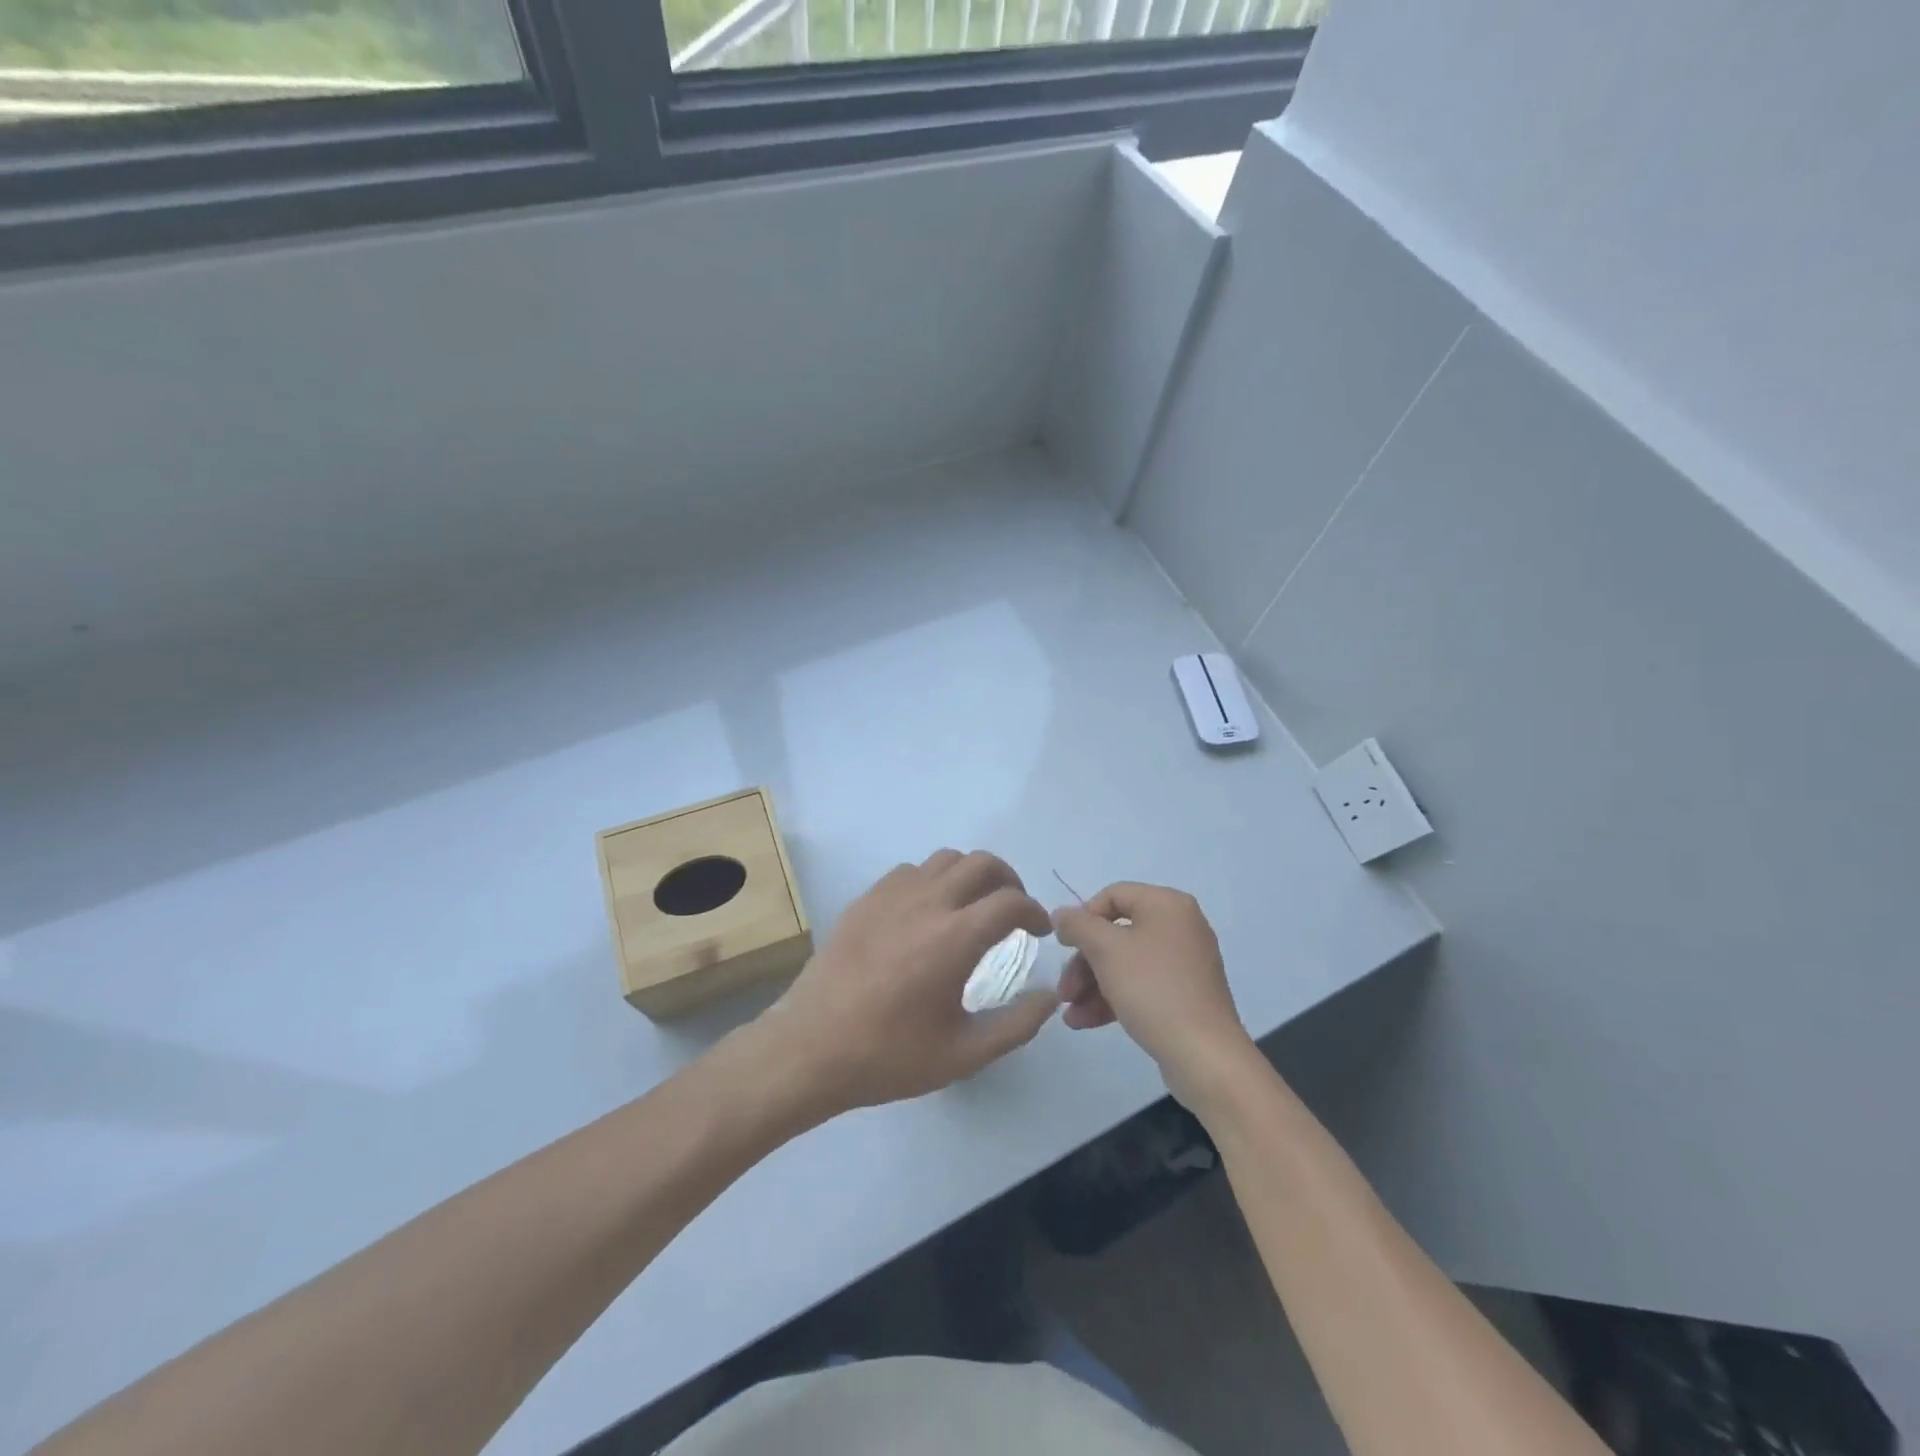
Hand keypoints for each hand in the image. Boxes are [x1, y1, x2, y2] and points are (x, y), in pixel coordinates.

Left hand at [749, 850, 1057, 1118]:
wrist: (812, 1048)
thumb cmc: (890, 1055)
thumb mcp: (964, 1054)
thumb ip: (1016, 1025)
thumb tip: (1050, 997)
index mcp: (956, 937)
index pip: (1011, 901)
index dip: (1034, 911)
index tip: (1038, 931)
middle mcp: (927, 902)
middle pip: (982, 863)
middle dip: (1009, 881)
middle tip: (1012, 911)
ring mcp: (892, 895)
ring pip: (945, 859)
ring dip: (970, 875)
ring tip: (972, 907)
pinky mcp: (866, 899)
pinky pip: (910, 870)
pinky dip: (932, 880)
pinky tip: (927, 912)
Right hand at [1053, 882, 1258, 1112]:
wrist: (1204, 1055)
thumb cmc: (1153, 989)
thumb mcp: (1106, 950)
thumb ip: (1078, 925)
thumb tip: (1061, 914)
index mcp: (1167, 905)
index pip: (1113, 895)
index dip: (1082, 918)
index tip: (1063, 946)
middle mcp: (1180, 926)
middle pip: (1116, 933)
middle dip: (1083, 962)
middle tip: (1063, 990)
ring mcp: (1184, 963)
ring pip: (1125, 963)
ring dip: (1092, 985)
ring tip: (1069, 1013)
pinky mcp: (1184, 995)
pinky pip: (1141, 985)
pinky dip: (1113, 998)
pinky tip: (1084, 1021)